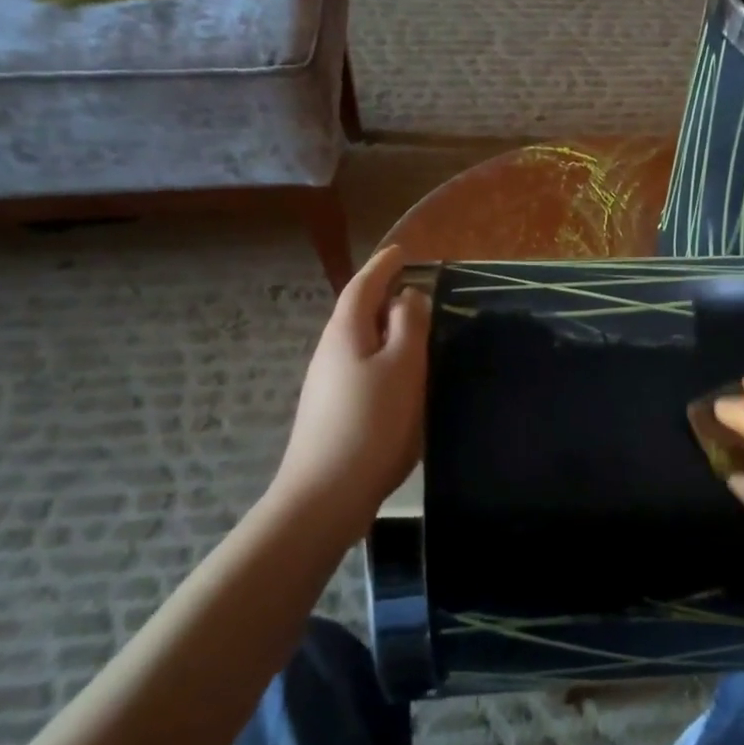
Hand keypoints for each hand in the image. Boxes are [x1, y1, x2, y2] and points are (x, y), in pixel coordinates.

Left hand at [269, 244, 429, 538]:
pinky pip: (361, 368)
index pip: (363, 286)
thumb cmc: (372, 423)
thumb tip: (408, 295)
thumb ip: (409, 326)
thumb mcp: (403, 367)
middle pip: (357, 313)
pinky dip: (381, 358)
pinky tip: (399, 377)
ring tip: (414, 330)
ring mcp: (327, 385)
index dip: (383, 266)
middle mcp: (330, 353)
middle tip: (416, 289)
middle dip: (383, 296)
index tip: (402, 251)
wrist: (327, 493)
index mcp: (346, 333)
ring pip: (359, 342)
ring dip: (384, 329)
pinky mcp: (332, 412)